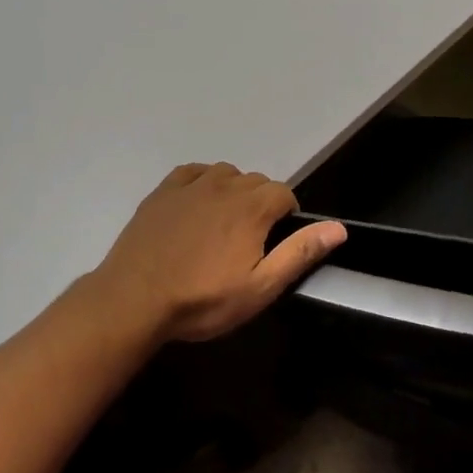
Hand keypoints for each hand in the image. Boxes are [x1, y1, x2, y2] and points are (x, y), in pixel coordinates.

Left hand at [86, 162, 346, 342]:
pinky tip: (196, 207)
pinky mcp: (163, 190)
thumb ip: (299, 253)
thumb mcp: (260, 287)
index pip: (284, 194)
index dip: (286, 217)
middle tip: (248, 244)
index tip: (274, 245)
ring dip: (232, 193)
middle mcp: (224, 185)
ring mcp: (190, 184)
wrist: (134, 299)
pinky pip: (193, 173)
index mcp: (252, 207)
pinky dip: (202, 183)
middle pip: (256, 182)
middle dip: (260, 205)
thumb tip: (338, 228)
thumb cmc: (203, 299)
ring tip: (222, 227)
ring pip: (225, 174)